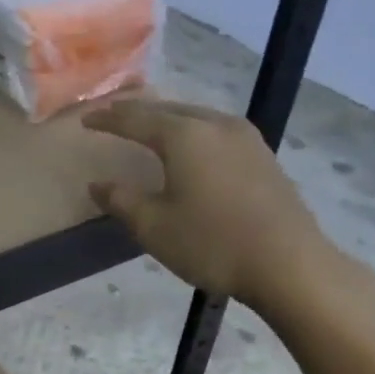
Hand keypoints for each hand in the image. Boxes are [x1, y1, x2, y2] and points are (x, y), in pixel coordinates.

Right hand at [84, 99, 348, 318]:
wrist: (288, 263)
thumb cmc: (212, 243)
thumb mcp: (154, 227)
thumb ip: (121, 201)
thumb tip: (98, 185)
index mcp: (184, 136)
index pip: (136, 119)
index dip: (108, 119)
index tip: (86, 120)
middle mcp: (215, 125)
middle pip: (168, 110)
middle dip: (138, 113)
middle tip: (112, 115)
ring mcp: (246, 138)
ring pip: (196, 118)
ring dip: (168, 120)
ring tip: (148, 127)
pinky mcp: (263, 156)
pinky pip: (216, 132)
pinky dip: (192, 133)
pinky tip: (190, 148)